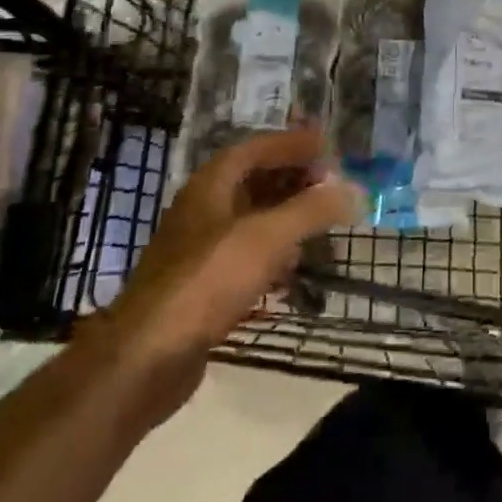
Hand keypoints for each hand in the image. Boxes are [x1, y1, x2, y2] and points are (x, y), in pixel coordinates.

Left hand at [95, 125, 356, 421]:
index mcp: (210, 187)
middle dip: (293, 180)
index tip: (327, 145)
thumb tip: (355, 190)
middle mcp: (202, 211)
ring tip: (320, 224)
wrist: (147, 357)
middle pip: (253, 182)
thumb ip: (313, 210)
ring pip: (250, 221)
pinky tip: (293, 273)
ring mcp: (199, 251)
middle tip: (330, 184)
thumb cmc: (208, 281)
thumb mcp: (268, 237)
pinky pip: (245, 258)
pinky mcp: (201, 288)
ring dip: (286, 218)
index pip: (255, 149)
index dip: (291, 143)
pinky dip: (272, 256)